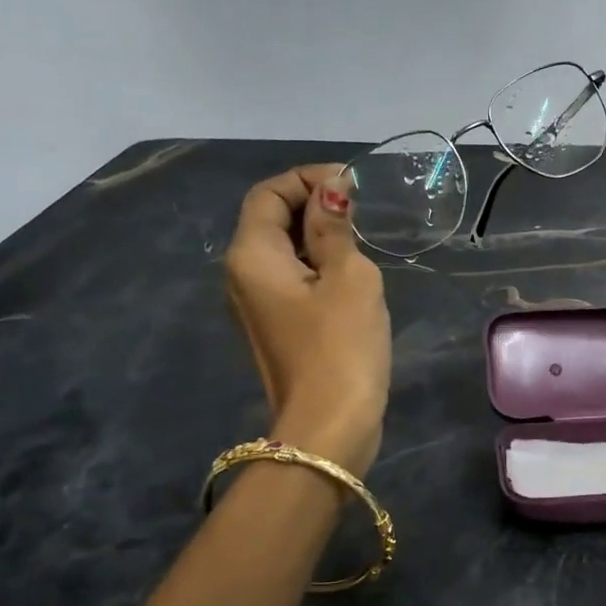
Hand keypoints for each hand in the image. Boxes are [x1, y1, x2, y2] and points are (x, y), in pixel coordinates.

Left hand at [223, 165, 390, 474]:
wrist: (329, 427)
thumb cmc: (341, 346)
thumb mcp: (349, 277)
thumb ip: (335, 227)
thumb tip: (332, 190)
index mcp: (252, 255)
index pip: (268, 192)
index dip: (308, 179)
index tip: (353, 186)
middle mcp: (242, 275)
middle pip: (271, 219)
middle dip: (315, 206)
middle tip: (363, 214)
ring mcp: (256, 305)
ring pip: (284, 251)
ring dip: (319, 237)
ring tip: (362, 244)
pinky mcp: (276, 327)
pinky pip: (292, 280)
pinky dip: (318, 267)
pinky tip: (351, 279)